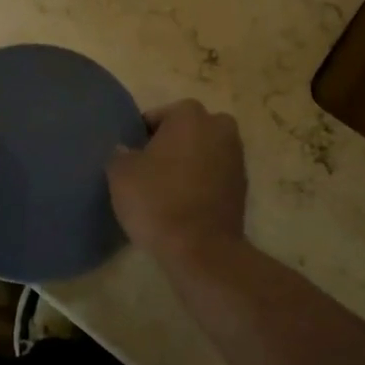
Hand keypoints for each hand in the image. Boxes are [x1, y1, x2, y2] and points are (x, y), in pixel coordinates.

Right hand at [108, 100, 246, 263]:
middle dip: (170, 146)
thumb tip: (126, 151)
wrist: (202, 250)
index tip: (132, 160)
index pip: (156, 117)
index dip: (141, 137)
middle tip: (149, 172)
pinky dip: (201, 184)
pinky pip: (214, 175)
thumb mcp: (121, 174)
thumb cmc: (158, 201)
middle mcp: (219, 127)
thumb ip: (120, 154)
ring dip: (187, 164)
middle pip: (185, 131)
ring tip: (166, 191)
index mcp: (189, 114)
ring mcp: (236, 157)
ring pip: (202, 152)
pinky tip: (184, 204)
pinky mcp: (243, 186)